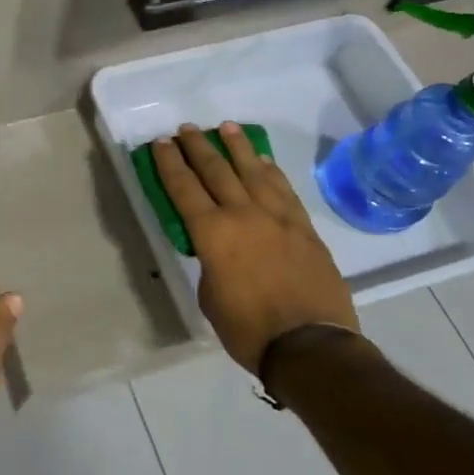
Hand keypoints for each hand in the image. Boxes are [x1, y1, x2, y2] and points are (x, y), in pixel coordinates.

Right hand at [152, 122, 356, 373]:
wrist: (312, 347)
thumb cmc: (249, 329)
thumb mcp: (210, 297)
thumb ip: (210, 263)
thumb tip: (217, 251)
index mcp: (213, 233)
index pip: (184, 188)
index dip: (170, 163)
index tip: (162, 143)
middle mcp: (243, 214)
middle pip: (216, 170)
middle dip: (198, 147)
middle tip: (187, 128)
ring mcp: (278, 218)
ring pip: (253, 171)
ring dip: (237, 147)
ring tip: (226, 127)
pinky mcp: (304, 228)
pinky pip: (283, 189)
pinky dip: (270, 170)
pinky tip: (263, 160)